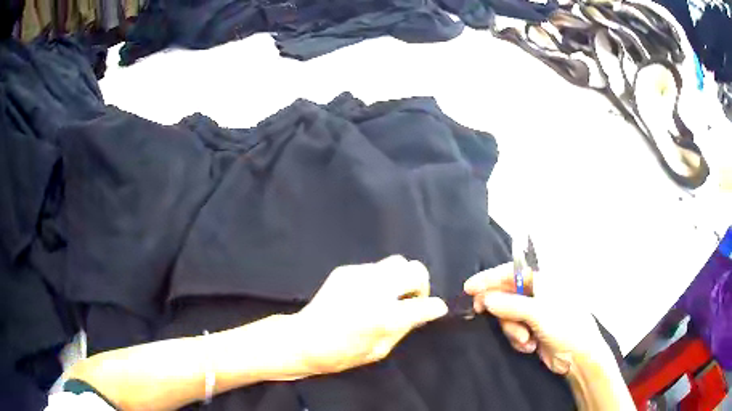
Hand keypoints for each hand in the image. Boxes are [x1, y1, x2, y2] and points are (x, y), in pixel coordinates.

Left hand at [293, 255, 447, 374]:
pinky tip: (367, 294)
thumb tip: (422, 312)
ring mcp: (359, 276)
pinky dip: (380, 279)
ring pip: (397, 262)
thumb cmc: (341, 354)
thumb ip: (403, 329)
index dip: (435, 307)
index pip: (425, 305)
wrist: (304, 339)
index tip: (436, 309)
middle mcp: (375, 290)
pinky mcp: (346, 270)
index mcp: (385, 317)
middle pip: (415, 269)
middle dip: (421, 285)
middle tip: (411, 299)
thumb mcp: (379, 351)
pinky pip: (375, 267)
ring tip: (391, 294)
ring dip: (401, 278)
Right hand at [464, 263, 610, 375]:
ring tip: (525, 340)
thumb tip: (484, 298)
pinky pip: (514, 330)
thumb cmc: (564, 325)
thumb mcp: (538, 312)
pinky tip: (529, 346)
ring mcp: (535, 312)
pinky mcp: (532, 330)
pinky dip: (518, 339)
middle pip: (506, 295)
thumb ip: (509, 304)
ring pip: (508, 316)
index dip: (489, 278)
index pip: (511, 272)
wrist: (578, 356)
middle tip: (481, 313)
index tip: (469, 288)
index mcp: (543, 279)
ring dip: (512, 330)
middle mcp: (538, 293)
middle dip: (502, 311)